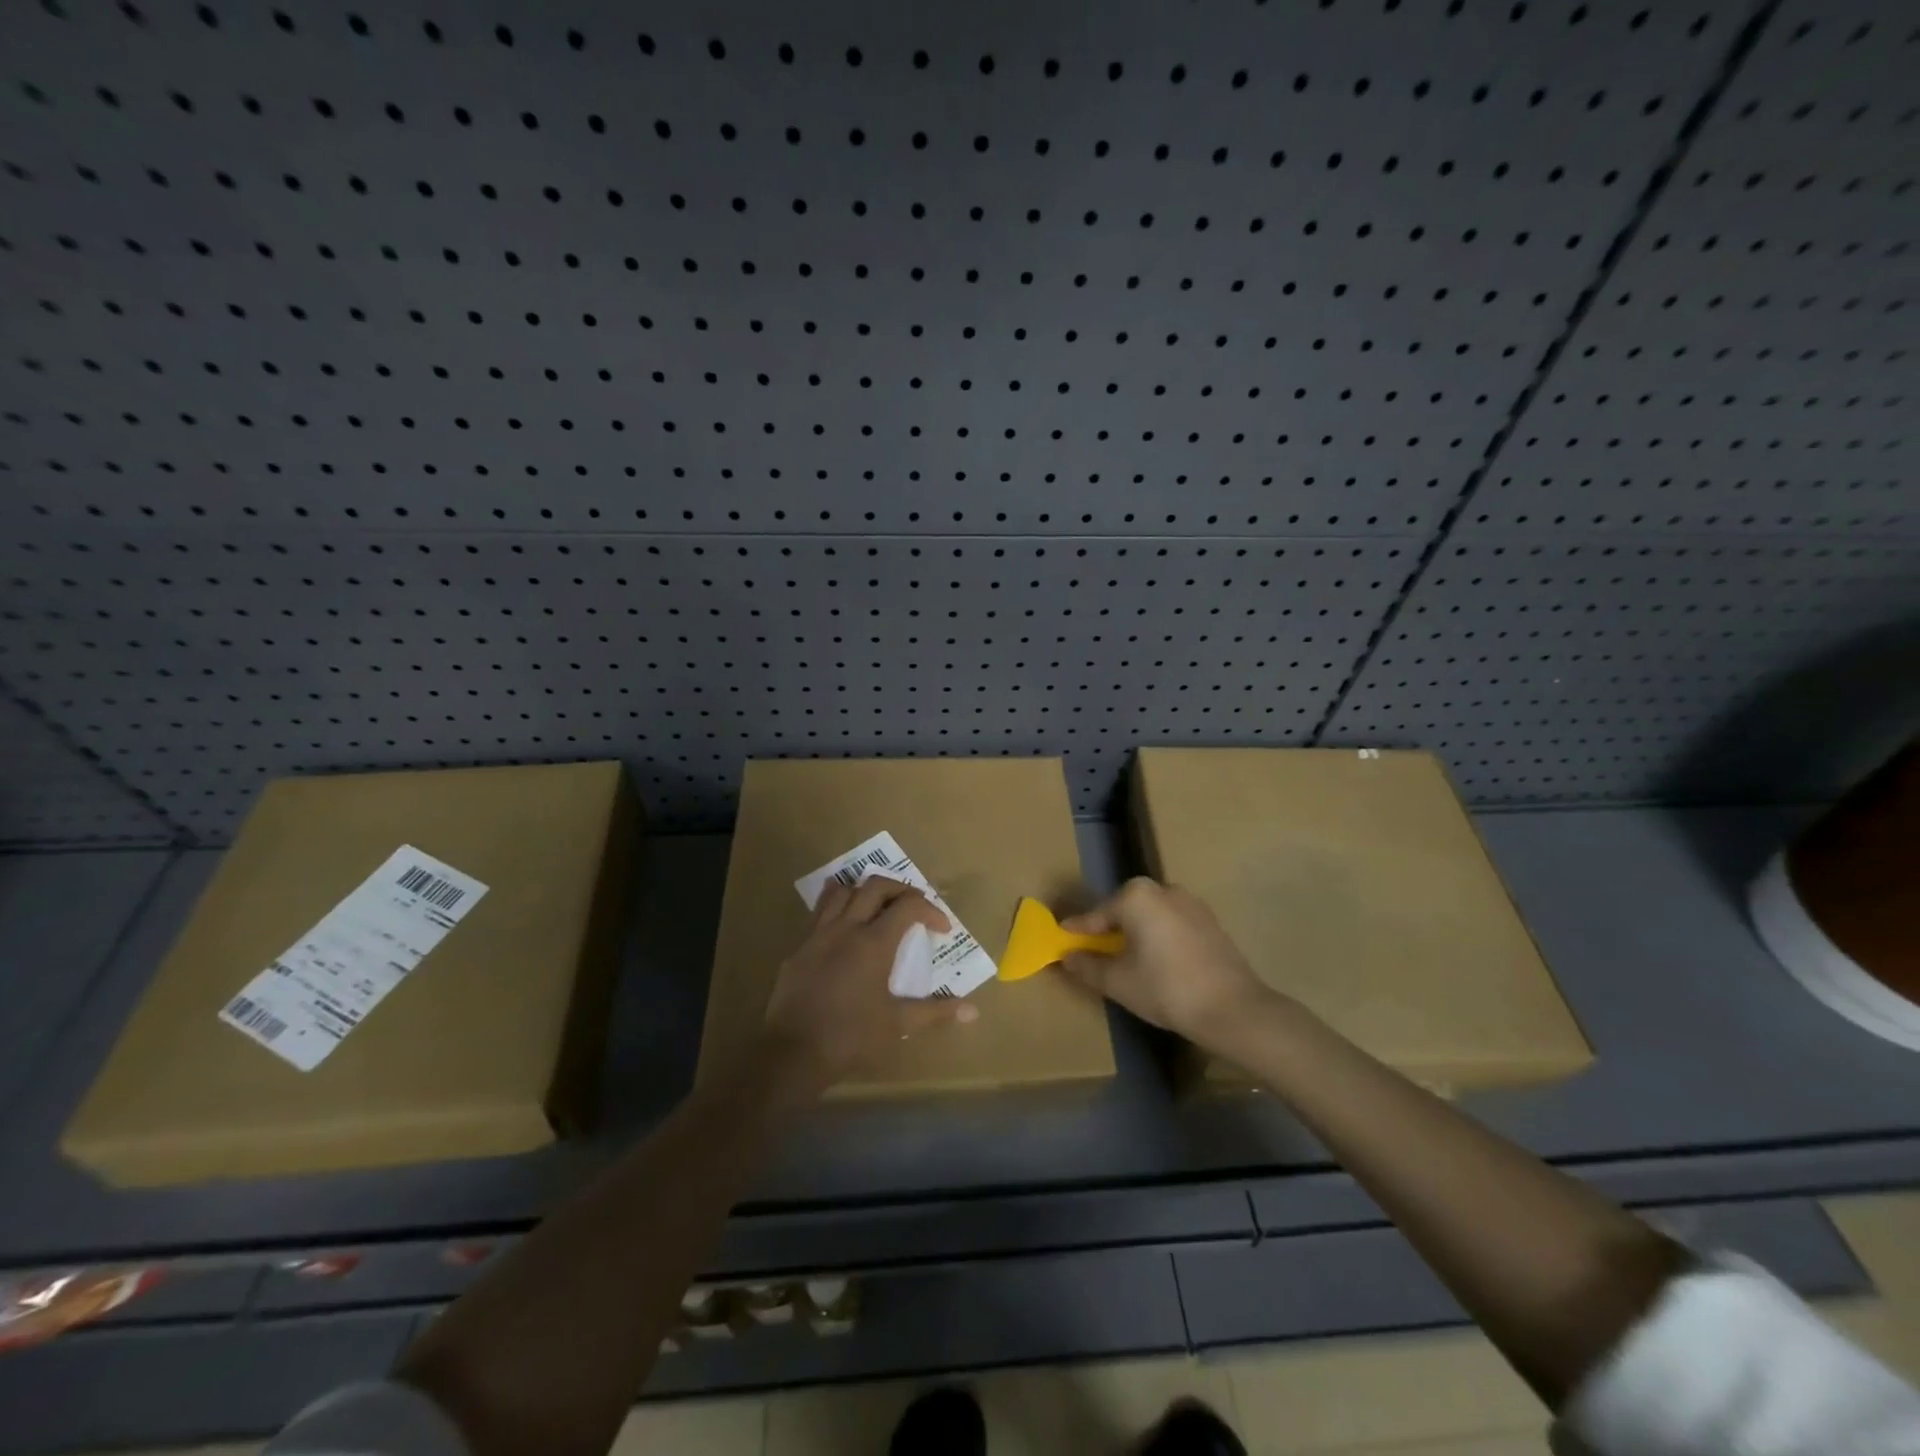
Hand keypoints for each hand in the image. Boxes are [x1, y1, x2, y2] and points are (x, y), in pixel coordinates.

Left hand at [761, 876, 977, 1093]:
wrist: (792, 1053)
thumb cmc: (851, 1037)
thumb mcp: (898, 1024)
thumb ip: (935, 1011)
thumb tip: (973, 1010)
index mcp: (874, 943)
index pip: (908, 905)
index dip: (930, 910)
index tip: (941, 929)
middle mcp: (847, 928)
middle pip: (875, 886)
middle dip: (900, 889)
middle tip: (913, 908)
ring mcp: (819, 935)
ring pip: (841, 891)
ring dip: (864, 890)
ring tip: (877, 906)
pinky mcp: (799, 948)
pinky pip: (819, 913)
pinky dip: (837, 909)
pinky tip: (844, 930)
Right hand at [1059, 878, 1269, 1047]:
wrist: (1233, 1008)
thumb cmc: (1166, 989)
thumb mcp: (1118, 982)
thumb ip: (1087, 966)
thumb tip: (1067, 957)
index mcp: (1136, 896)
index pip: (1096, 915)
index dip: (1077, 932)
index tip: (1061, 942)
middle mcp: (1162, 889)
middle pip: (1123, 910)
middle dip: (1107, 930)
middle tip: (1092, 952)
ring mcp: (1190, 902)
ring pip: (1150, 916)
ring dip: (1134, 933)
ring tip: (1125, 960)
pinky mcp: (1209, 921)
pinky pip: (1171, 924)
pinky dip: (1158, 938)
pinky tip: (1156, 962)